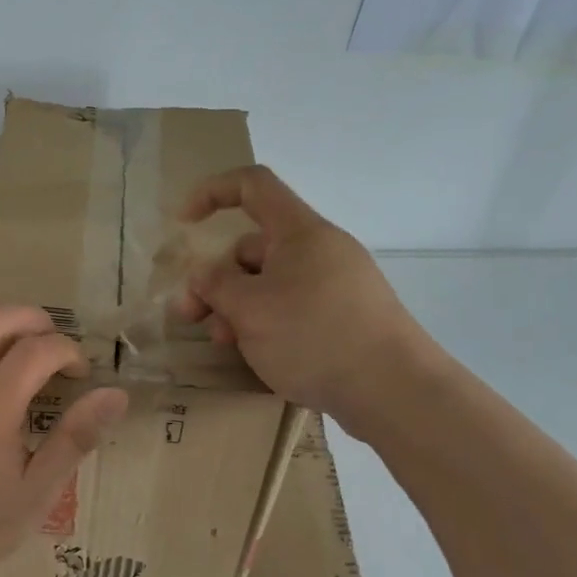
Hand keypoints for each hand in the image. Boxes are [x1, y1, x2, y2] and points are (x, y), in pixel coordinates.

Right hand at [176, 165, 434, 435]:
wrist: (393, 389)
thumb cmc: (314, 337)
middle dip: (216, 278)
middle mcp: (319, 250)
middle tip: (190, 317)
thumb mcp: (250, 309)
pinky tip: (254, 354)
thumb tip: (203, 275)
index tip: (183, 224)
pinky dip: (264, 323)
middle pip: (254, 248)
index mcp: (300, 232)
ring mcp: (335, 286)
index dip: (212, 193)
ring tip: (223, 343)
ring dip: (236, 308)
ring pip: (269, 284)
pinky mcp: (344, 318)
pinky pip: (291, 308)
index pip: (253, 186)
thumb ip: (215, 285)